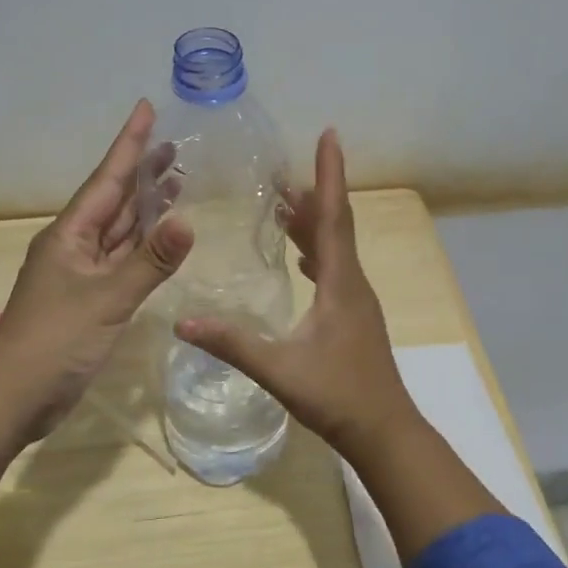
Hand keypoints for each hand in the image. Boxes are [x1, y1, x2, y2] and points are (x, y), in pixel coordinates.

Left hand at [0, 99, 193, 440]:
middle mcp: (75, 245)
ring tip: (177, 181)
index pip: (107, 178)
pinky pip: (122, 259)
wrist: (15, 396)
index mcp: (70, 234)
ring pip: (120, 229)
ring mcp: (81, 273)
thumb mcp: (107, 298)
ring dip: (146, 206)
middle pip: (115, 199)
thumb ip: (149, 262)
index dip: (129, 144)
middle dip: (143, 171)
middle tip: (176, 146)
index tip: (146, 108)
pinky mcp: (90, 299)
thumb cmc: (55, 341)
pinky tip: (162, 237)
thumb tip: (188, 221)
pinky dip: (143, 245)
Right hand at [176, 129, 420, 458]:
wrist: (384, 431)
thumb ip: (233, 345)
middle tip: (281, 173)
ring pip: (336, 248)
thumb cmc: (338, 396)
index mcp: (340, 283)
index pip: (333, 217)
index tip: (329, 135)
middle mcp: (353, 283)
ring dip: (314, 222)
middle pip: (335, 226)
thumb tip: (183, 322)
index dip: (329, 175)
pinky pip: (335, 269)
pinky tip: (300, 257)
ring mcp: (357, 301)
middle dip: (313, 193)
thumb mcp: (280, 370)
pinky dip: (317, 251)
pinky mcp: (354, 317)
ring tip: (284, 204)